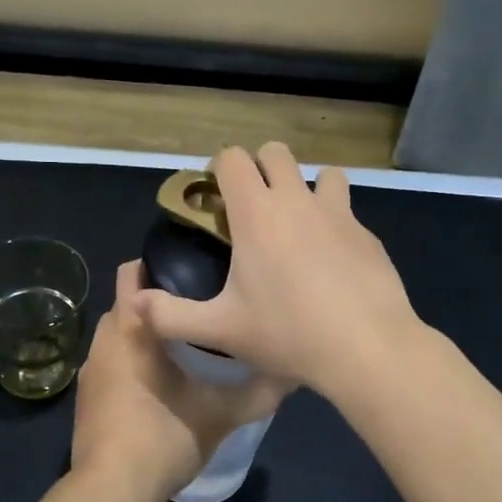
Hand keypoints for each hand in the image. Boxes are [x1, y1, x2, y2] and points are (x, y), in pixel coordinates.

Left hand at [70, 261, 290, 501]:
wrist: (111, 491)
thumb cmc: (164, 437)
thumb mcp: (221, 414)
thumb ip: (258, 392)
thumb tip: (292, 373)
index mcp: (130, 327)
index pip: (131, 272)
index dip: (158, 264)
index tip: (192, 270)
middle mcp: (103, 339)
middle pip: (127, 303)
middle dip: (157, 302)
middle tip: (199, 309)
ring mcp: (90, 369)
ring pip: (119, 335)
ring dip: (144, 335)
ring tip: (184, 345)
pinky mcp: (86, 396)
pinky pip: (110, 363)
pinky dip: (130, 362)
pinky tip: (158, 384)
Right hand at [134, 143, 422, 391]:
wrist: (367, 348)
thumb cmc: (287, 334)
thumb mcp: (220, 330)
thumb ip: (170, 315)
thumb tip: (134, 303)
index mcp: (257, 214)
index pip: (233, 158)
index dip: (219, 169)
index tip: (216, 198)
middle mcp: (297, 201)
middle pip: (276, 152)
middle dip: (260, 168)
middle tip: (252, 208)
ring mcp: (338, 214)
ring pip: (322, 173)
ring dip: (306, 187)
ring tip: (298, 225)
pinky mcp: (368, 234)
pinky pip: (347, 210)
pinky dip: (334, 221)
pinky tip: (331, 261)